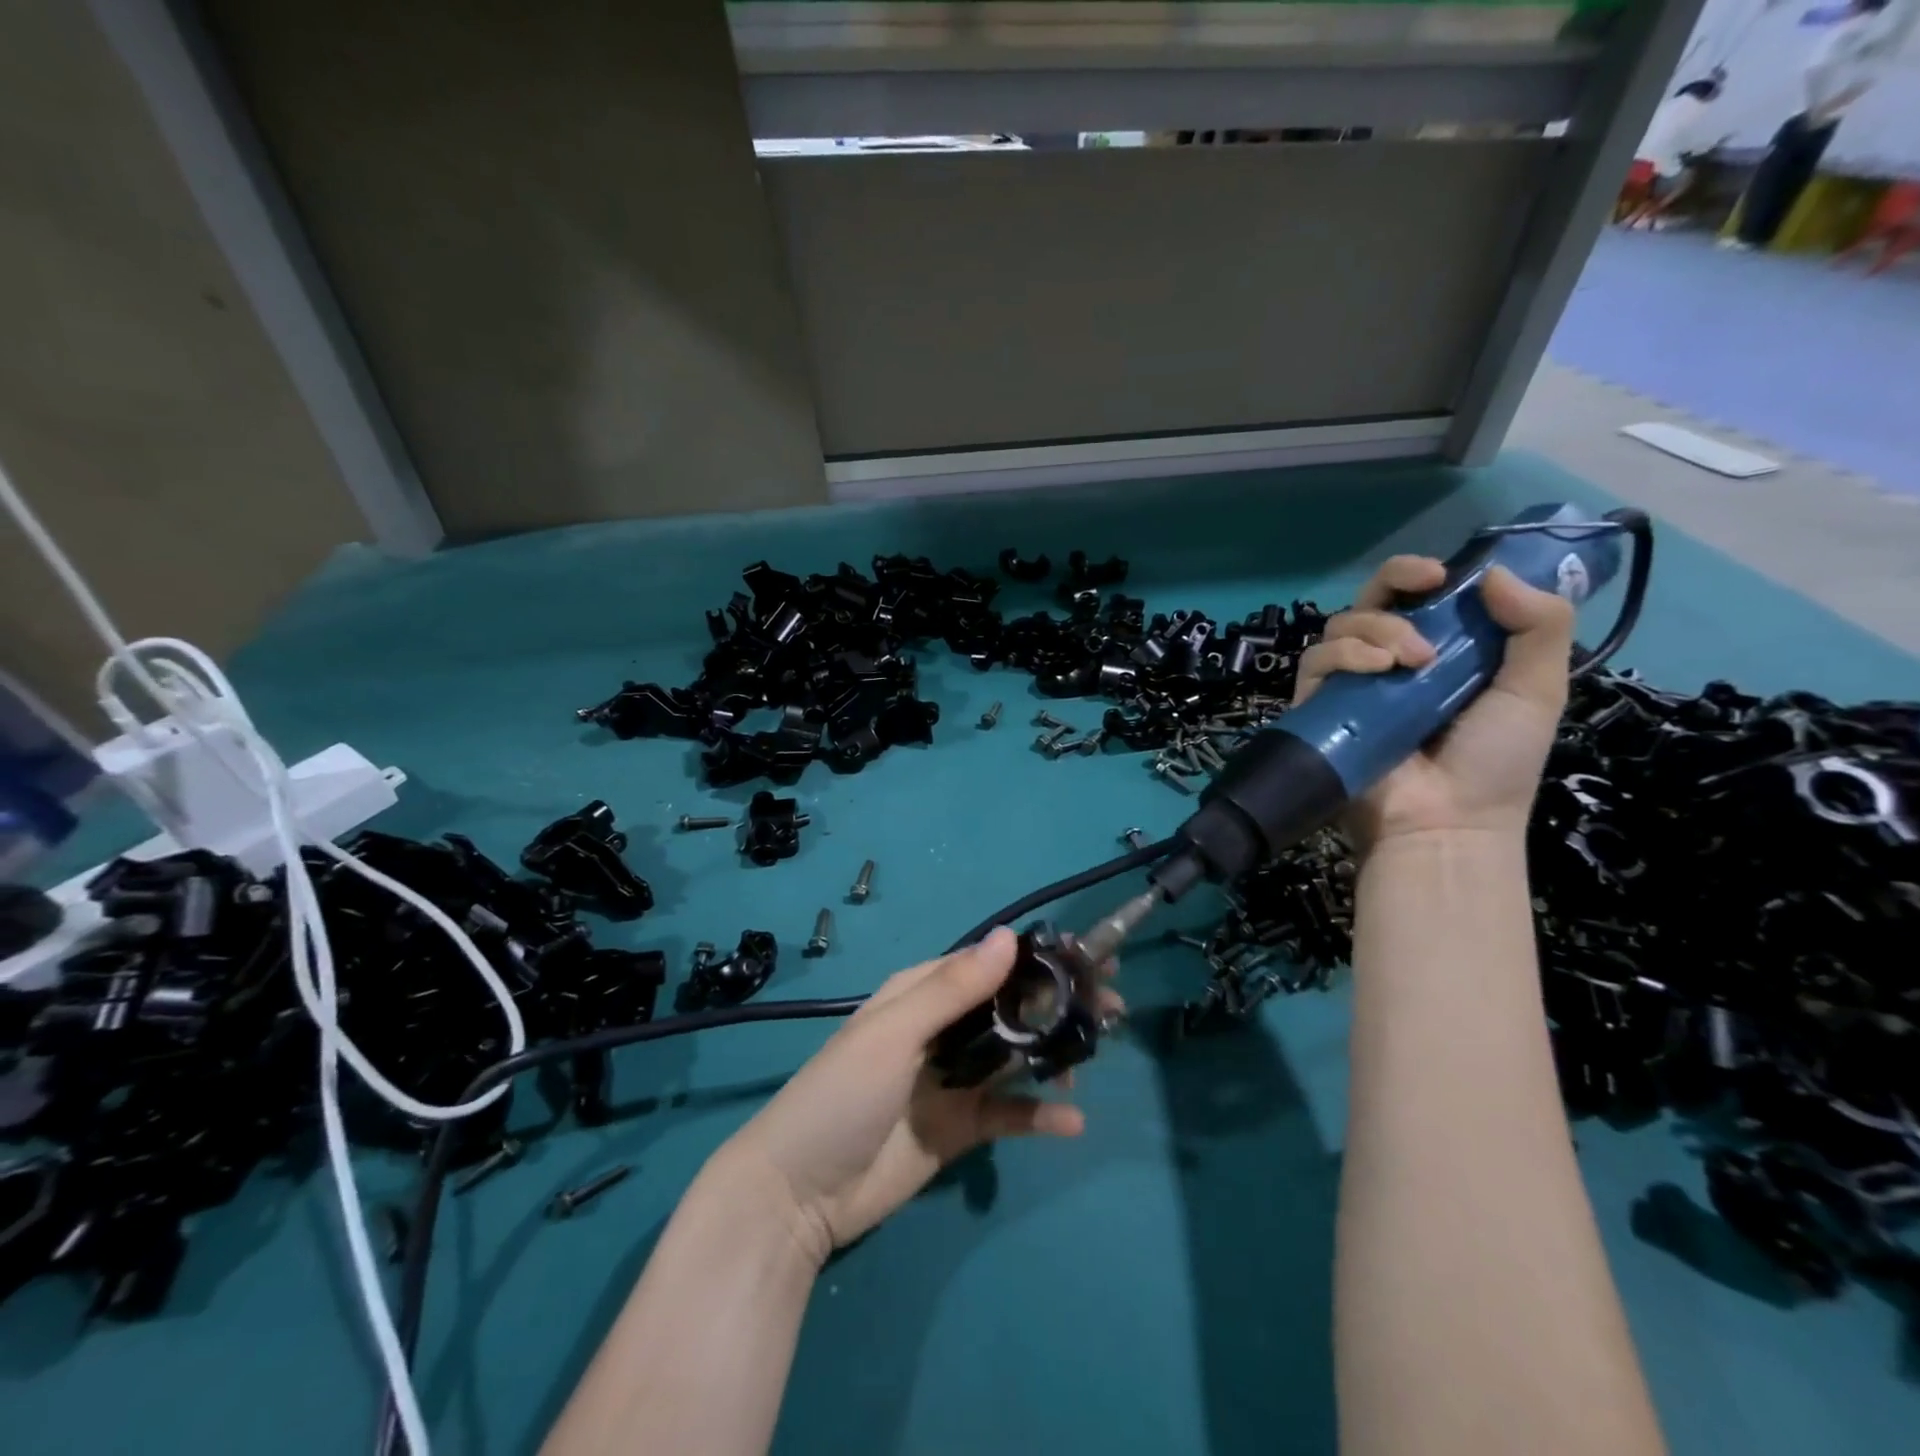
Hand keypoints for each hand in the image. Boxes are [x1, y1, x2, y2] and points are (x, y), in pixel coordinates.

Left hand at [719, 928, 1093, 1266]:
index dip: (1037, 961)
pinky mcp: (961, 1128)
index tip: (1087, 962)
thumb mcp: (895, 1033)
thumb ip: (954, 988)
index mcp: (921, 994)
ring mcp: (953, 1079)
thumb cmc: (842, 1095)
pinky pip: (1009, 1112)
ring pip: (1016, 1056)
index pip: (988, 965)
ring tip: (1090, 1062)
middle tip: (1110, 1008)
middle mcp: (942, 1029)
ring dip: (1054, 1054)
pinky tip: (1070, 1122)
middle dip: (1057, 1005)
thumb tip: (1010, 936)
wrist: (798, 1195)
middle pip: (1010, 1008)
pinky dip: (1039, 1114)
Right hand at [1294, 556, 1573, 852]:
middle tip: (1424, 584)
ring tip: (1411, 660)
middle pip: (1372, 599)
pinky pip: (1316, 662)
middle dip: (1394, 581)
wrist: (1448, 822)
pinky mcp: (1319, 706)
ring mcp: (1351, 684)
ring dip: (1377, 626)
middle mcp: (1390, 662)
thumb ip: (1537, 626)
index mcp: (1440, 652)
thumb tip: (1493, 571)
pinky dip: (1344, 654)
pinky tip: (1376, 669)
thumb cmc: (1496, 762)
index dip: (1423, 573)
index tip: (1443, 571)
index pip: (1419, 597)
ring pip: (1341, 626)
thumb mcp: (1537, 690)